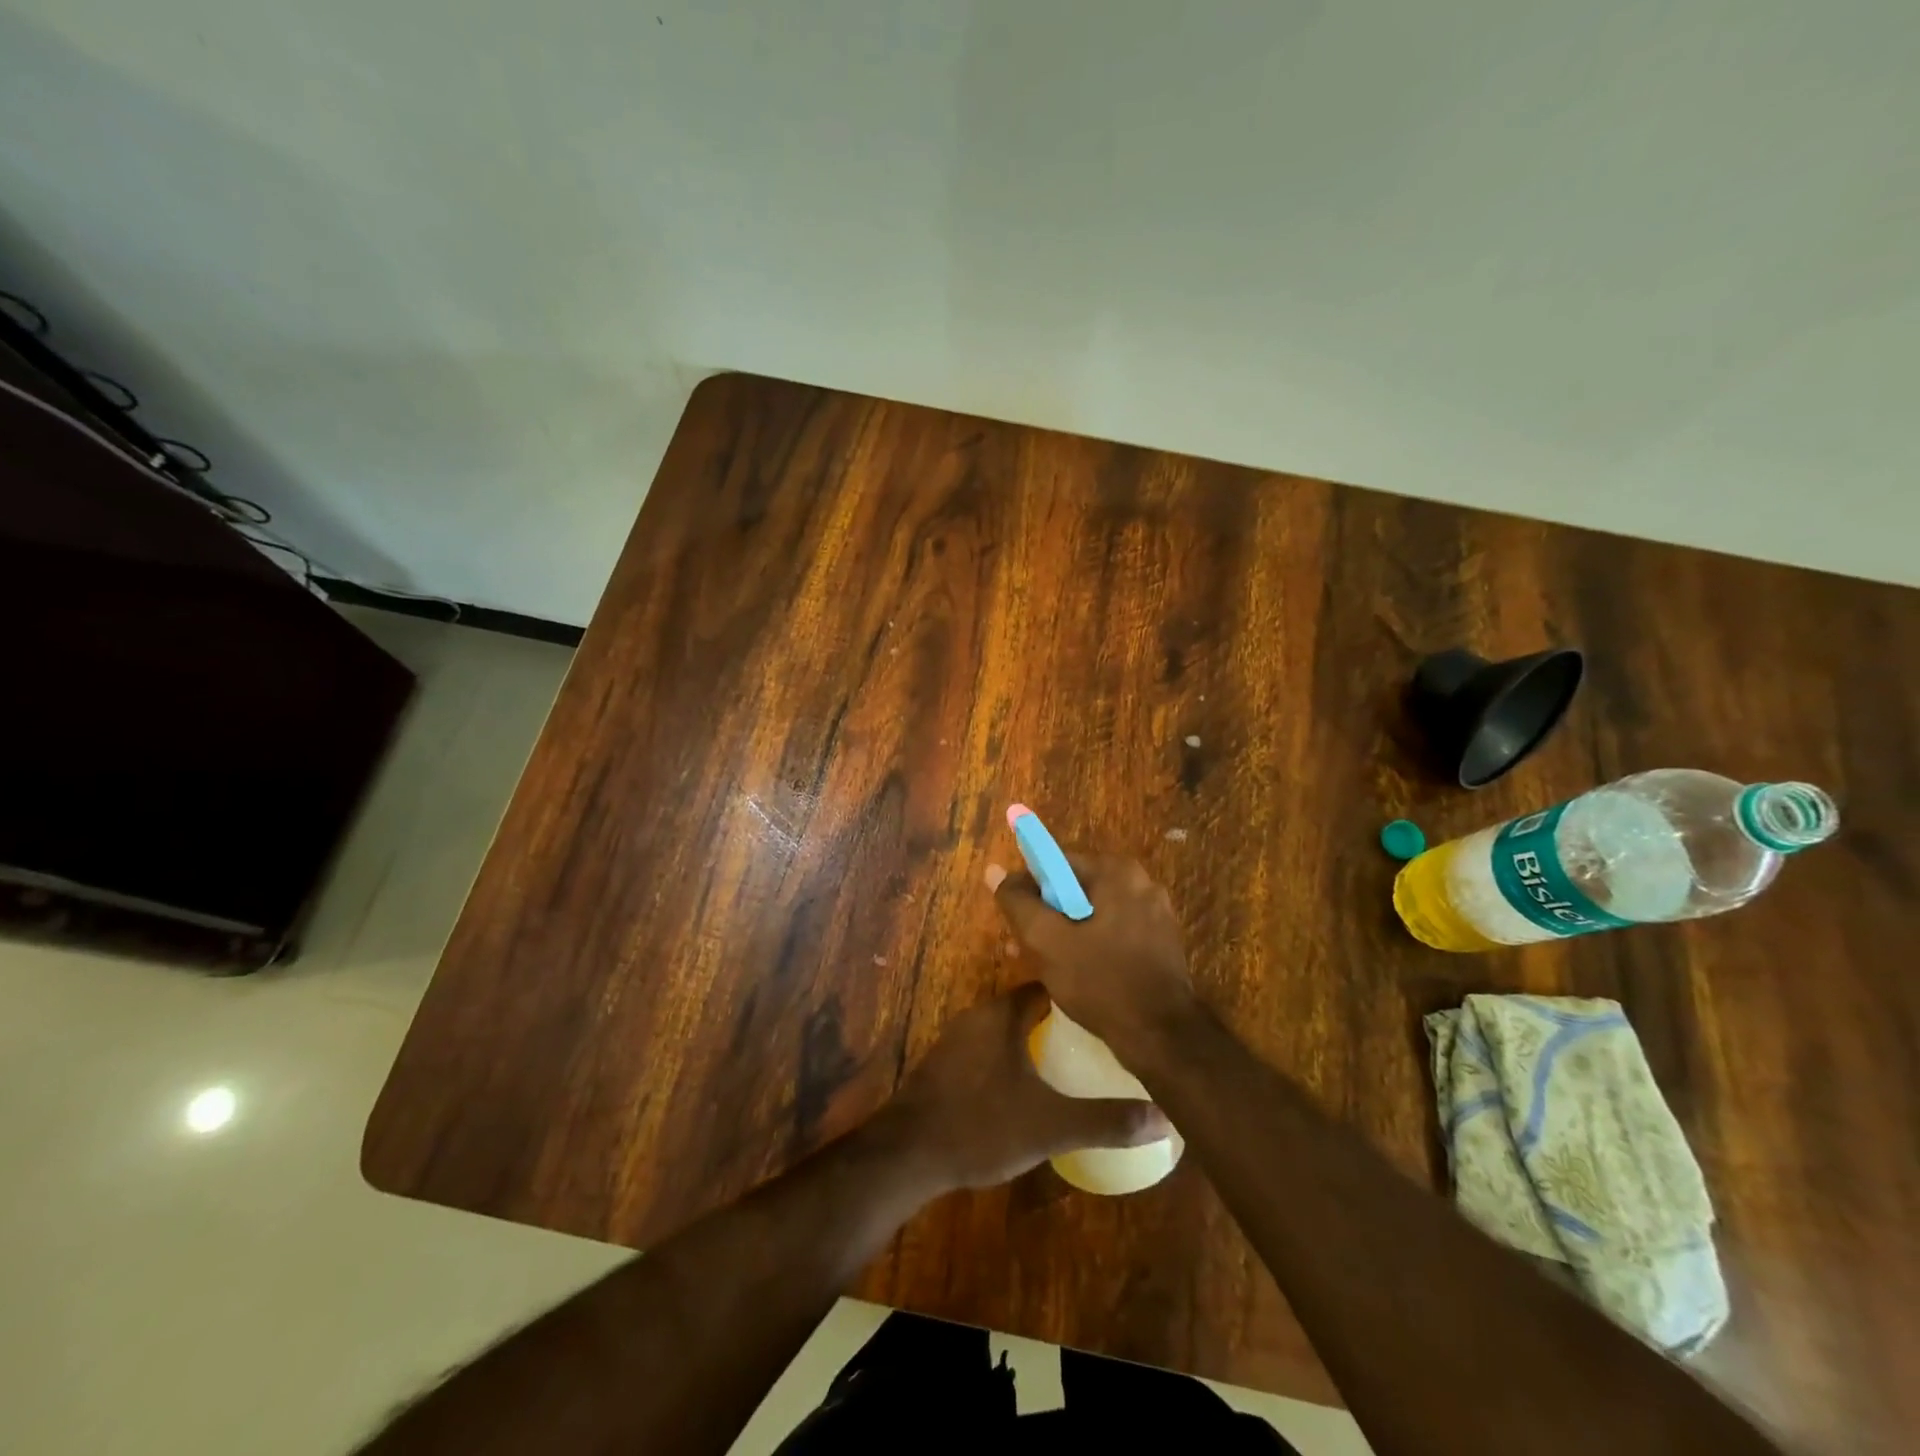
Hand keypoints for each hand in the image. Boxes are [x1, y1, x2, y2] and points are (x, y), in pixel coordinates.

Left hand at [882, 985, 1170, 1191]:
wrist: (908, 1152)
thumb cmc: (982, 1125)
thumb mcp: (1051, 1126)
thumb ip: (1106, 1120)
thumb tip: (1164, 1117)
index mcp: (1003, 1013)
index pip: (1049, 985)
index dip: (1079, 994)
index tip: (1108, 1009)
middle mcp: (979, 1014)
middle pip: (1027, 1004)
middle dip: (1060, 1018)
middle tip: (1098, 1039)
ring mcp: (957, 1037)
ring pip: (1006, 1026)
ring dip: (1033, 1038)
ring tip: (1070, 1060)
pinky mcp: (945, 1063)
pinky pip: (987, 1046)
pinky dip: (1010, 1055)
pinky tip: (1026, 1083)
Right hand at [991, 852, 1197, 1063]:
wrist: (1162, 1036)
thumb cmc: (1100, 980)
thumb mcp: (1046, 940)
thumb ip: (1017, 902)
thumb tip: (994, 871)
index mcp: (1117, 871)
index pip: (1056, 864)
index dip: (1028, 890)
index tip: (1015, 922)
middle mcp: (1141, 883)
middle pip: (1075, 890)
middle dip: (1045, 917)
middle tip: (1022, 948)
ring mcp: (1155, 914)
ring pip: (1093, 915)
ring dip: (1064, 934)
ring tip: (1042, 966)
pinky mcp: (1160, 943)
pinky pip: (1113, 933)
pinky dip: (1091, 946)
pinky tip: (1075, 975)